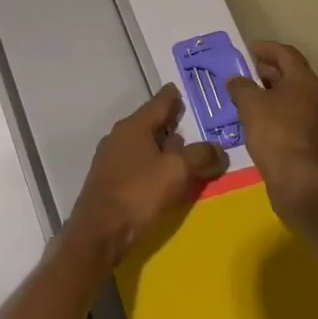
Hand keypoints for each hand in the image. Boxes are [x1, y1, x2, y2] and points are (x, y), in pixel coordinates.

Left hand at [67, 85, 228, 264]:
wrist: (100, 230)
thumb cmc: (139, 193)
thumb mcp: (177, 171)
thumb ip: (200, 156)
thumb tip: (217, 149)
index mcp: (134, 126)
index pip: (158, 103)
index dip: (172, 96)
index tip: (179, 88)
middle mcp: (119, 136)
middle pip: (149, 123)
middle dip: (169, 122)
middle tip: (189, 122)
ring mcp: (110, 157)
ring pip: (142, 144)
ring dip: (161, 145)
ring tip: (181, 151)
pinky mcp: (109, 179)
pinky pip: (136, 162)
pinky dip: (151, 163)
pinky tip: (162, 175)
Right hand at [226, 41, 317, 228]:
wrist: (299, 180)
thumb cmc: (275, 133)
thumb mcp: (250, 104)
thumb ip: (240, 86)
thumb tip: (236, 80)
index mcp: (304, 81)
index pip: (286, 54)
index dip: (267, 48)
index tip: (248, 49)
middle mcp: (316, 96)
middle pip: (291, 74)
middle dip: (267, 71)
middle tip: (244, 72)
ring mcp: (317, 119)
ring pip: (291, 96)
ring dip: (270, 92)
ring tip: (246, 96)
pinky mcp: (312, 139)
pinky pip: (292, 115)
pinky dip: (274, 111)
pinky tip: (256, 120)